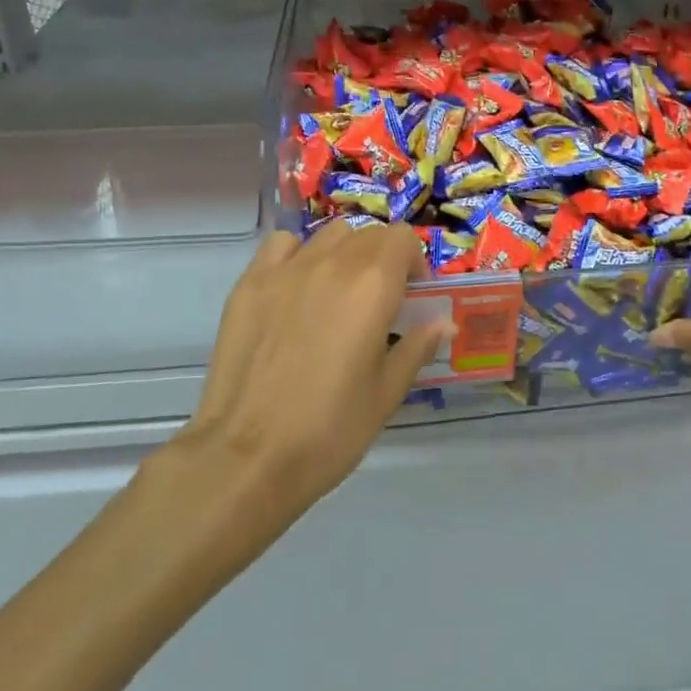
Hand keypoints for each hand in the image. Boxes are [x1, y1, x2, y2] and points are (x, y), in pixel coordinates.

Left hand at [177, 221, 450, 519]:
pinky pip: (282, 245)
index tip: (413, 298)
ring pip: (329, 235)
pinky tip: (297, 289)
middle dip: (384, 259)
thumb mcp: (386, 394)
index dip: (415, 262)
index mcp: (373, 285)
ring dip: (345, 253)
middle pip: (369, 233)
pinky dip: (298, 255)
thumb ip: (417, 347)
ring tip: (339, 293)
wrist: (246, 457)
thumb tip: (443, 324)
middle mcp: (332, 263)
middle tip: (380, 303)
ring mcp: (286, 269)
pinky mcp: (249, 284)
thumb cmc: (329, 430)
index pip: (403, 238)